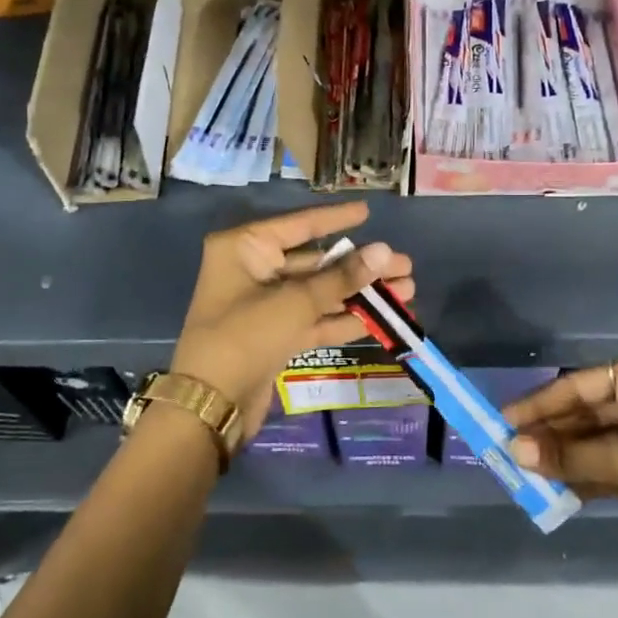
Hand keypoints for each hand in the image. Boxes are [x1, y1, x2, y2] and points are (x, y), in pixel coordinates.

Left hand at [170, 201, 413, 442]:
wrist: (211, 405)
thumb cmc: (245, 336)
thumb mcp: (295, 303)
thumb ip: (342, 277)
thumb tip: (385, 251)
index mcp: (245, 247)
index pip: (300, 224)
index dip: (337, 219)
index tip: (368, 212)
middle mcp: (253, 269)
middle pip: (315, 261)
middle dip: (360, 266)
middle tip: (405, 265)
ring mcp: (264, 304)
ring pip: (319, 292)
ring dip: (359, 294)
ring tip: (406, 291)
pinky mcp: (274, 335)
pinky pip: (313, 319)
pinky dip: (343, 319)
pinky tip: (381, 319)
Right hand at [505, 352, 617, 577]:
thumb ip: (571, 454)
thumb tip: (514, 449)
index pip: (582, 384)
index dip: (541, 404)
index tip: (504, 421)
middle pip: (590, 411)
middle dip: (553, 434)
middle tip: (511, 453)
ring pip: (601, 440)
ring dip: (568, 457)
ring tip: (528, 474)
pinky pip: (617, 464)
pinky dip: (591, 475)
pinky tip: (560, 489)